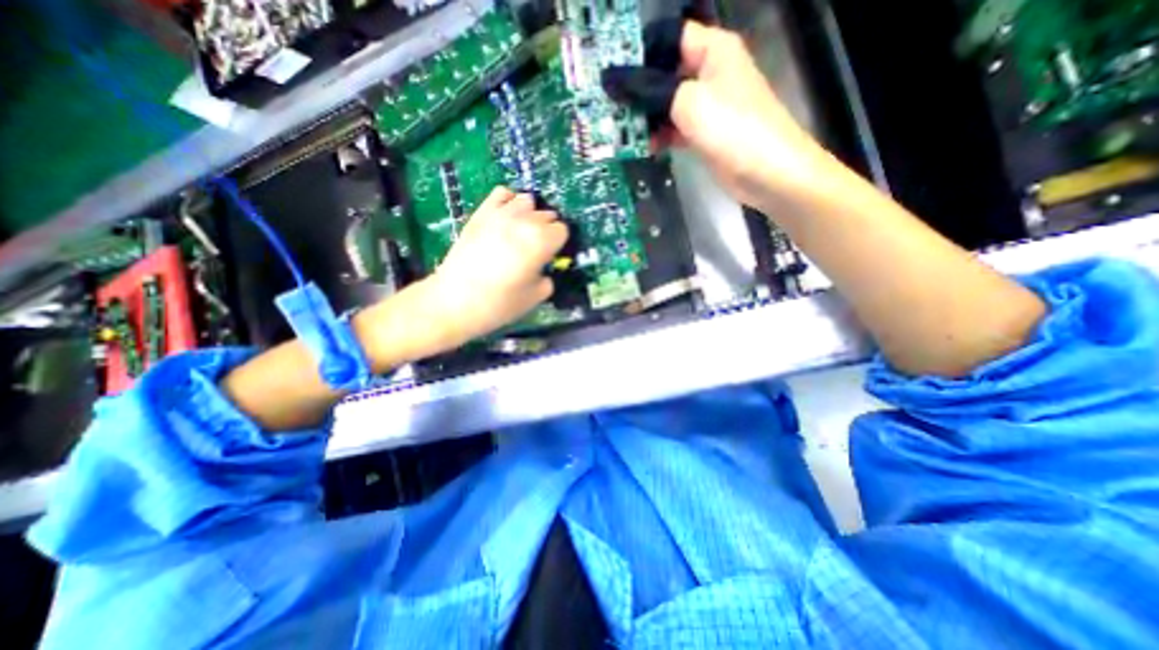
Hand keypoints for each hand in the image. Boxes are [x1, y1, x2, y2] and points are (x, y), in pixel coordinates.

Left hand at [419, 188, 568, 346]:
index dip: (558, 244)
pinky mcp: (481, 213)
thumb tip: (544, 270)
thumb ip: (547, 279)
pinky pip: (502, 192)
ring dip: (530, 215)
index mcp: (541, 241)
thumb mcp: (535, 297)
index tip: (550, 257)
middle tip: (536, 250)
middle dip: (546, 231)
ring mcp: (501, 214)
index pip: (562, 230)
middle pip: (547, 215)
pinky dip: (509, 201)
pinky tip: (506, 217)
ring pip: (527, 200)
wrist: (455, 300)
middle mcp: (524, 221)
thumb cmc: (499, 303)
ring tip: (522, 232)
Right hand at [607, 20, 834, 206]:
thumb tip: (614, 80)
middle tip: (610, 107)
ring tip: (621, 132)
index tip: (612, 74)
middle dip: (638, 91)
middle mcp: (708, 72)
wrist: (767, 173)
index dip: (639, 52)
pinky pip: (674, 128)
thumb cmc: (733, 128)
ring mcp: (706, 105)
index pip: (668, 38)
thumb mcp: (689, 103)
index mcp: (711, 50)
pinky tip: (644, 146)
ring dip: (646, 118)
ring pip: (667, 104)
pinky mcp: (703, 133)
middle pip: (664, 73)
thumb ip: (650, 90)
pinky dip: (659, 136)